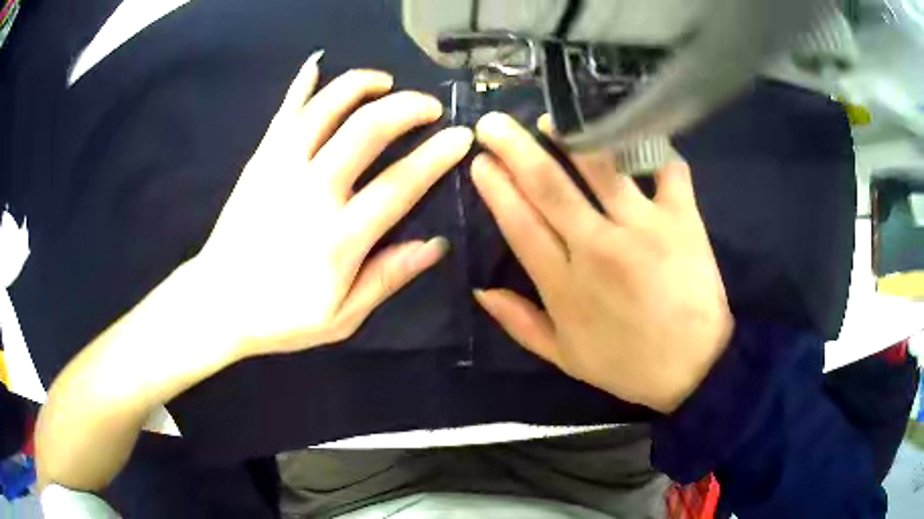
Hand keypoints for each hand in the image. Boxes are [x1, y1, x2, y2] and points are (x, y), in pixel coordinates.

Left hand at [193, 52, 471, 360]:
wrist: (217, 302)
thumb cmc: (280, 316)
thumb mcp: (341, 317)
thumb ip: (387, 278)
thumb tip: (434, 245)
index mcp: (338, 238)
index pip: (399, 184)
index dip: (436, 155)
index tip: (461, 136)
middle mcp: (312, 192)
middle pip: (367, 129)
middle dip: (407, 106)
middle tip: (429, 106)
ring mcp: (281, 169)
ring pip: (326, 107)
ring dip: (360, 84)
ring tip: (384, 81)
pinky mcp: (260, 160)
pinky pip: (284, 112)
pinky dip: (301, 84)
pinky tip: (317, 63)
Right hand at [471, 113, 732, 413]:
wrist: (696, 368)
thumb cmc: (629, 365)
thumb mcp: (565, 358)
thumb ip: (521, 323)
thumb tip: (481, 290)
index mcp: (565, 285)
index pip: (519, 224)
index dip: (496, 188)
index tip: (479, 161)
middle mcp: (598, 247)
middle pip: (549, 186)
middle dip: (514, 149)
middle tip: (492, 122)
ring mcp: (644, 227)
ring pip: (600, 167)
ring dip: (570, 136)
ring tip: (551, 119)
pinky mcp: (682, 218)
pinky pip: (665, 168)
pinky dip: (651, 146)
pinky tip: (634, 132)